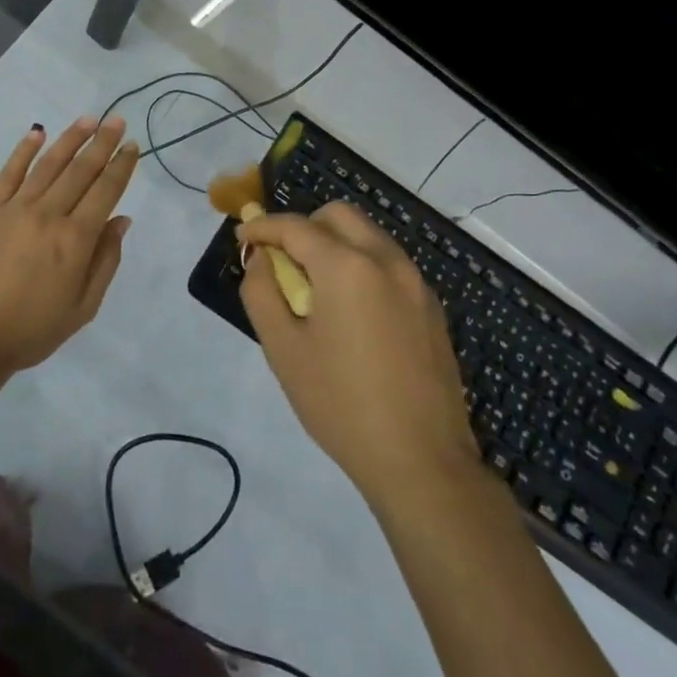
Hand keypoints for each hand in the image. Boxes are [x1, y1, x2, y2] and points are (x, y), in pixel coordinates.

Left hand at [0, 117, 138, 378]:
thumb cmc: (30, 331)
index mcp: (75, 240)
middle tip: (117, 120)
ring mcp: (14, 209)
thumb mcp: (82, 308)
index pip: (105, 191)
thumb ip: (105, 261)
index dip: (121, 166)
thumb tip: (121, 221)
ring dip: (70, 139)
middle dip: (102, 143)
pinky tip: (37, 132)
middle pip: (81, 171)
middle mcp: (48, 215)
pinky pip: (8, 173)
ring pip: (48, 164)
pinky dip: (23, 150)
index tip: (133, 145)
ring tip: (88, 119)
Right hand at [240, 203, 475, 502]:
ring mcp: (416, 282)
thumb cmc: (340, 404)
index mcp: (347, 266)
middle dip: (304, 226)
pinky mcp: (432, 307)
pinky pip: (389, 264)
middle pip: (338, 215)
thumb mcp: (283, 349)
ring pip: (368, 235)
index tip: (243, 238)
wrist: (422, 461)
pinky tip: (352, 312)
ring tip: (315, 289)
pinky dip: (362, 265)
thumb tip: (261, 259)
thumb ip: (261, 292)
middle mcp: (386, 260)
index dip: (263, 227)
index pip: (295, 226)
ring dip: (335, 244)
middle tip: (283, 261)